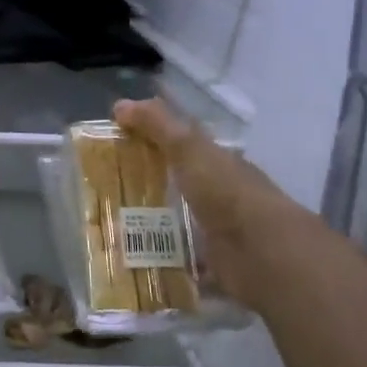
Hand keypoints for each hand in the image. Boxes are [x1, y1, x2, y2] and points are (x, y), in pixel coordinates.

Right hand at [114, 97, 312, 315]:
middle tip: (104, 191)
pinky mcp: (213, 263)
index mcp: (217, 162)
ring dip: (151, 225)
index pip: (182, 145)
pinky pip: (181, 259)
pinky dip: (162, 260)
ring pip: (178, 221)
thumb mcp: (189, 149)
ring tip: (111, 228)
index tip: (116, 146)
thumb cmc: (226, 192)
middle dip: (146, 186)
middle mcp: (219, 193)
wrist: (262, 252)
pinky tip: (135, 262)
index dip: (152, 141)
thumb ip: (158, 125)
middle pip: (178, 184)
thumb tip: (120, 104)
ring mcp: (217, 230)